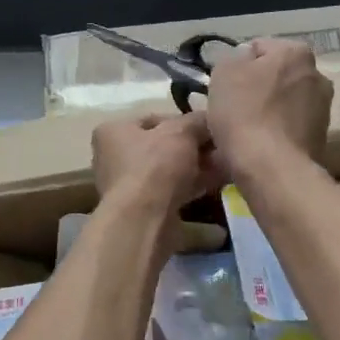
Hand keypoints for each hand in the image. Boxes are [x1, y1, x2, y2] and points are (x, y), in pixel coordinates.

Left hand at [92, 112, 223, 219]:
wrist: (144, 220)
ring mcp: (128, 186)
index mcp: (114, 131)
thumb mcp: (181, 132)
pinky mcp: (142, 209)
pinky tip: (218, 182)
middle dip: (194, 147)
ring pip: (169, 170)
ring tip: (225, 164)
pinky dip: (193, 185)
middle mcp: (115, 157)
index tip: (209, 127)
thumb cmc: (155, 166)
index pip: (154, 119)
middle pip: (163, 146)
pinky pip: (172, 190)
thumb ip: (197, 121)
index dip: (185, 121)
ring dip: (197, 166)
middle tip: (220, 147)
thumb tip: (210, 119)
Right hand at [205, 37, 332, 176]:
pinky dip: (277, 132)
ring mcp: (323, 109)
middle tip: (234, 108)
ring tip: (246, 131)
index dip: (237, 66)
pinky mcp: (321, 138)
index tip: (225, 87)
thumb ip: (234, 57)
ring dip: (268, 111)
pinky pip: (290, 127)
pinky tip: (260, 146)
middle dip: (257, 88)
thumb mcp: (224, 72)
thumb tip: (245, 60)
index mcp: (296, 52)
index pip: (259, 48)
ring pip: (284, 103)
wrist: (270, 167)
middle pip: (276, 76)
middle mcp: (318, 75)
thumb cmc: (244, 113)